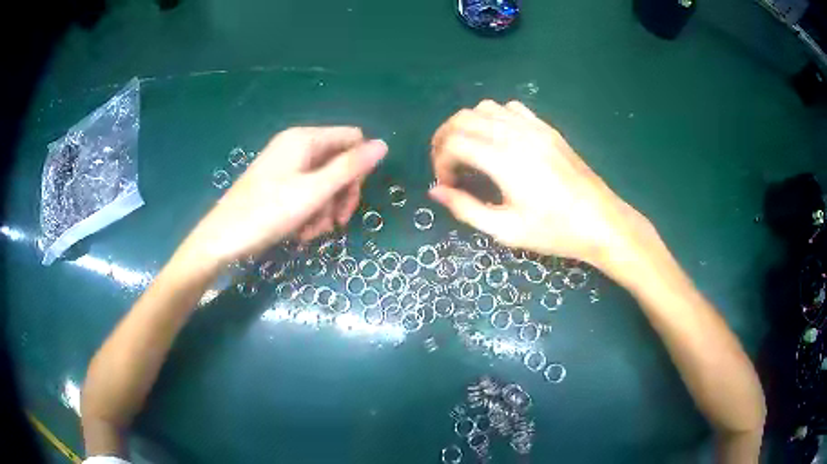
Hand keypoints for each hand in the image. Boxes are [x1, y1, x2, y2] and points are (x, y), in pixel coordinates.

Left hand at [185, 127, 386, 265]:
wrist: (222, 239)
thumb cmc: (266, 213)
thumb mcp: (313, 192)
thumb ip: (349, 167)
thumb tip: (383, 144)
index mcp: (305, 139)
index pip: (352, 139)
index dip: (359, 167)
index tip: (350, 198)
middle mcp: (296, 146)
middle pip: (339, 162)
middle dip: (340, 195)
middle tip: (335, 222)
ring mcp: (286, 166)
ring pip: (324, 182)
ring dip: (325, 209)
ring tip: (310, 232)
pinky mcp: (278, 184)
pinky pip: (307, 193)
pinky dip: (309, 213)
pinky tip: (300, 232)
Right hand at [429, 100, 653, 274]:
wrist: (601, 221)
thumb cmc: (555, 231)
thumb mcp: (506, 231)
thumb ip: (466, 208)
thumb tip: (435, 191)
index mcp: (504, 161)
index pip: (454, 143)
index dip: (441, 161)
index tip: (448, 184)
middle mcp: (516, 135)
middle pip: (463, 119)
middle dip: (445, 139)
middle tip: (447, 166)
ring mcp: (534, 127)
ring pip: (485, 108)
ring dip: (467, 126)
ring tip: (468, 152)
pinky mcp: (546, 128)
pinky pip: (511, 108)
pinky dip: (493, 118)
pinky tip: (498, 140)